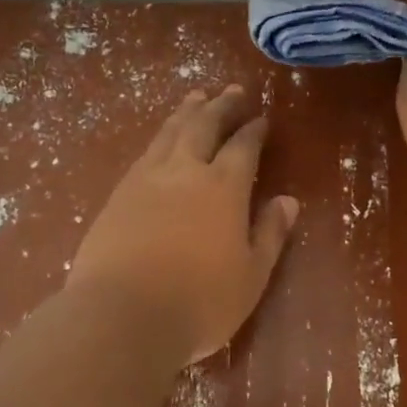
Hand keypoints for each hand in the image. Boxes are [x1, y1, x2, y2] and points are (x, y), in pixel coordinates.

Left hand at [68, 86, 300, 363]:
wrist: (120, 316)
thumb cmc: (198, 302)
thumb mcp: (251, 275)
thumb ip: (270, 234)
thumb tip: (288, 201)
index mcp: (223, 188)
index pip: (243, 147)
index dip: (254, 130)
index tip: (262, 118)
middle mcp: (185, 172)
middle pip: (204, 126)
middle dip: (221, 106)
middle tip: (233, 90)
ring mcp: (146, 180)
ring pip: (170, 133)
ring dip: (187, 112)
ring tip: (197, 97)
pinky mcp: (117, 195)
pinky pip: (145, 152)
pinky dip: (161, 137)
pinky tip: (162, 140)